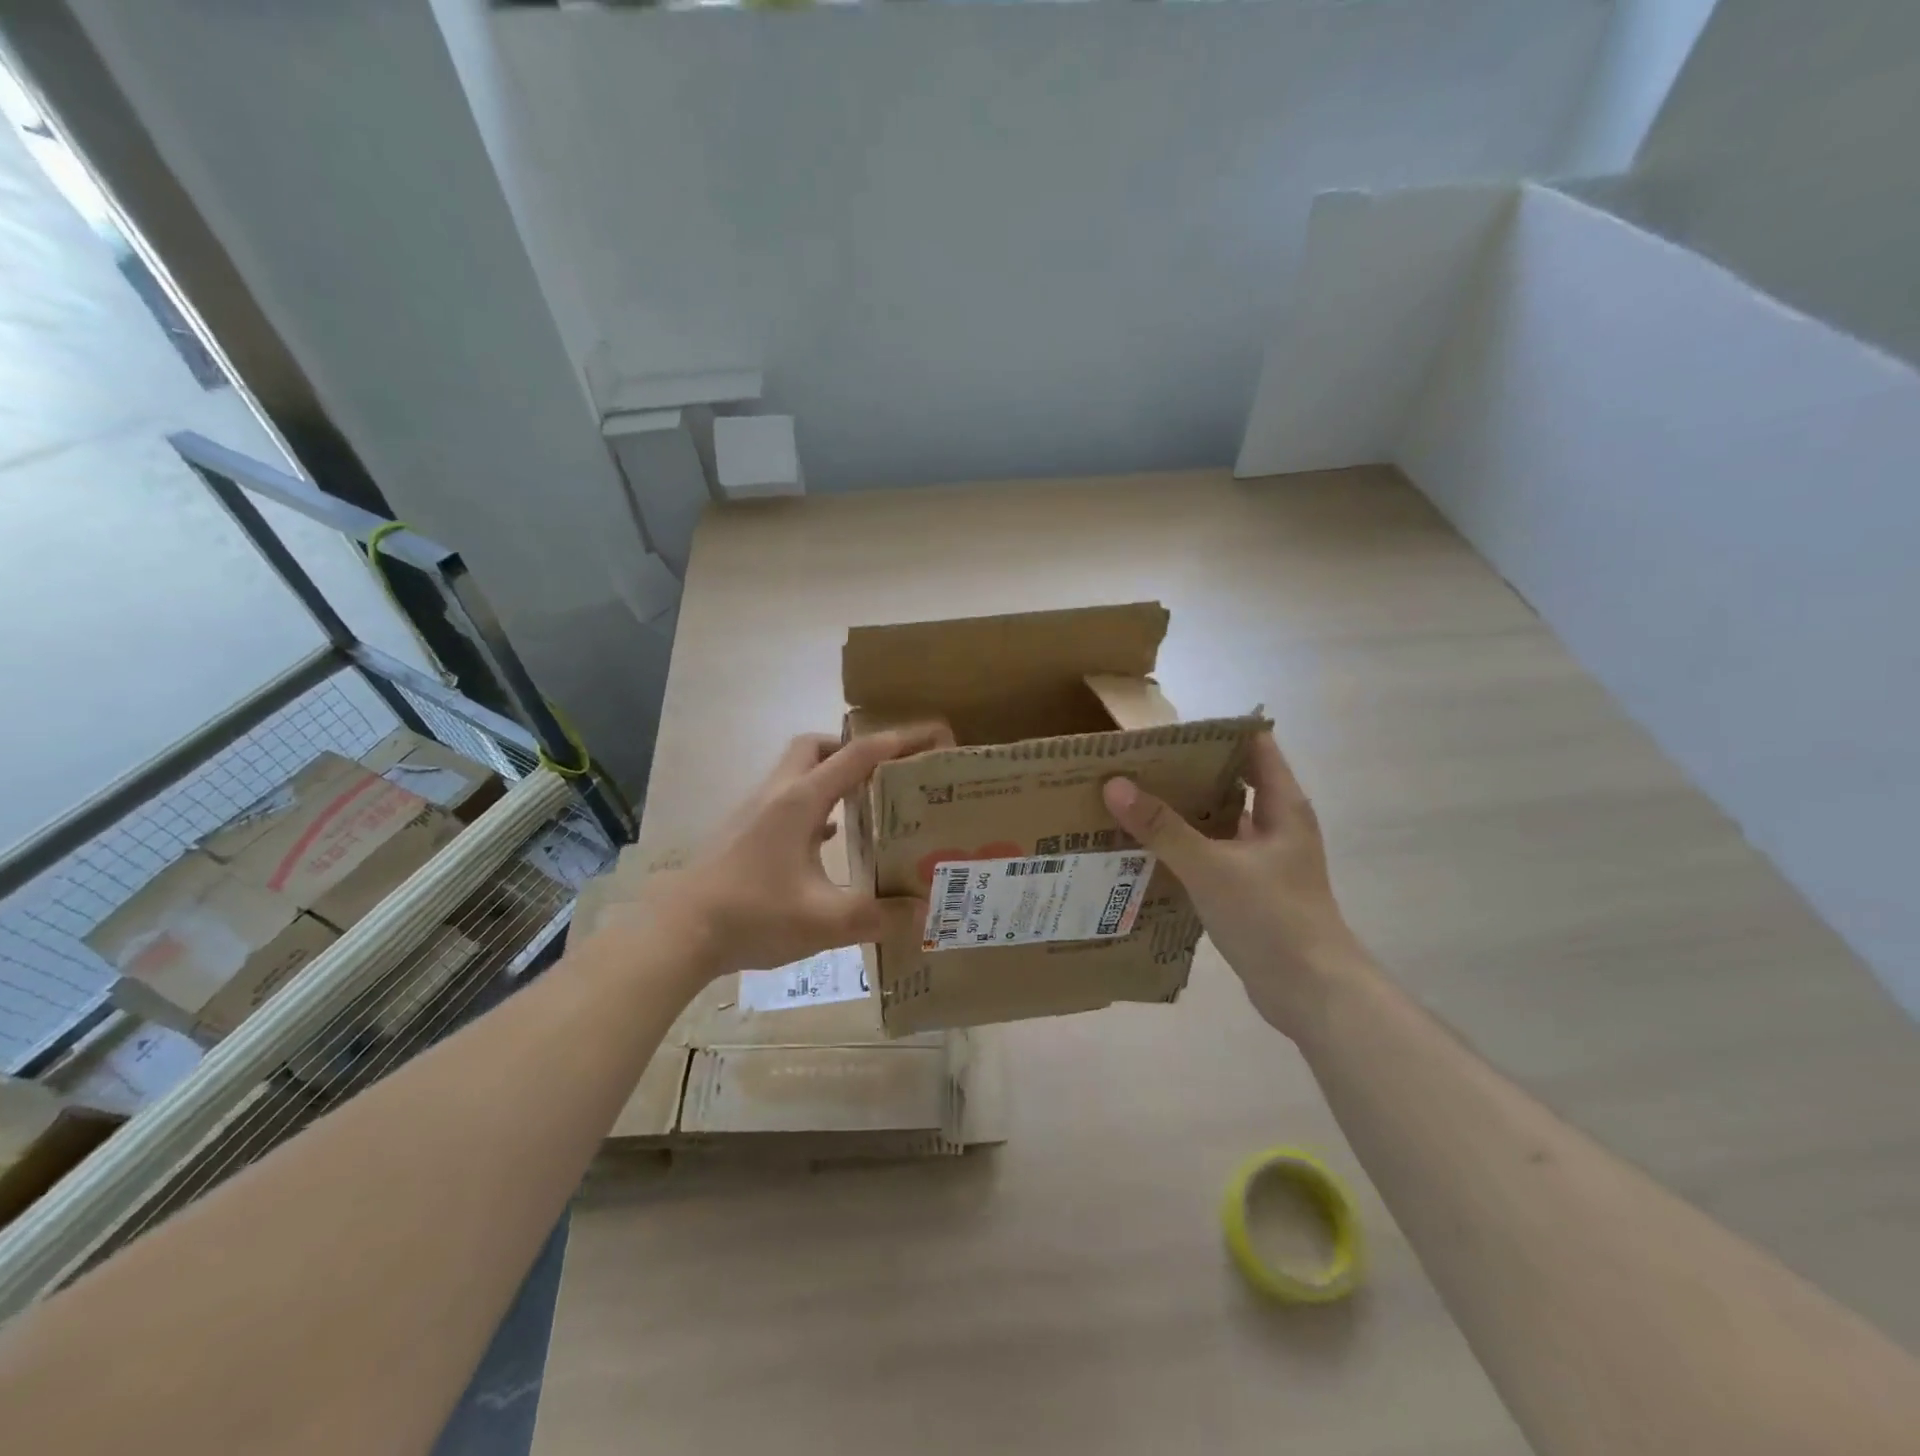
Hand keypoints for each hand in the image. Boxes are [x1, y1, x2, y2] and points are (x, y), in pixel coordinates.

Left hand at [623, 728, 943, 979]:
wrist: (679, 932)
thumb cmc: (753, 915)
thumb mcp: (825, 921)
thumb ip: (878, 915)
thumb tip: (923, 911)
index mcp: (801, 801)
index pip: (858, 755)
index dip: (899, 741)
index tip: (934, 734)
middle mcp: (778, 794)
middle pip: (816, 746)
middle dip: (854, 749)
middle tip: (887, 774)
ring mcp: (755, 811)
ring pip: (797, 773)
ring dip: (831, 777)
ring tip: (866, 805)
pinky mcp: (744, 831)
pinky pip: (786, 802)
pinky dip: (813, 808)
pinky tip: (828, 841)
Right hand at [1101, 731, 1367, 1038]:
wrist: (1312, 993)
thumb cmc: (1271, 917)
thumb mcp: (1211, 867)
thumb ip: (1163, 827)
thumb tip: (1115, 785)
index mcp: (1283, 806)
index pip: (1253, 746)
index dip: (1215, 732)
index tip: (1168, 728)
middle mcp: (1277, 826)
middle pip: (1231, 782)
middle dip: (1187, 772)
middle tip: (1137, 764)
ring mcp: (1265, 861)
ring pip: (1219, 822)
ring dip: (1183, 813)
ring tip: (1133, 801)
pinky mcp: (1251, 891)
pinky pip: (1213, 856)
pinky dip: (1185, 849)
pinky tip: (1148, 850)